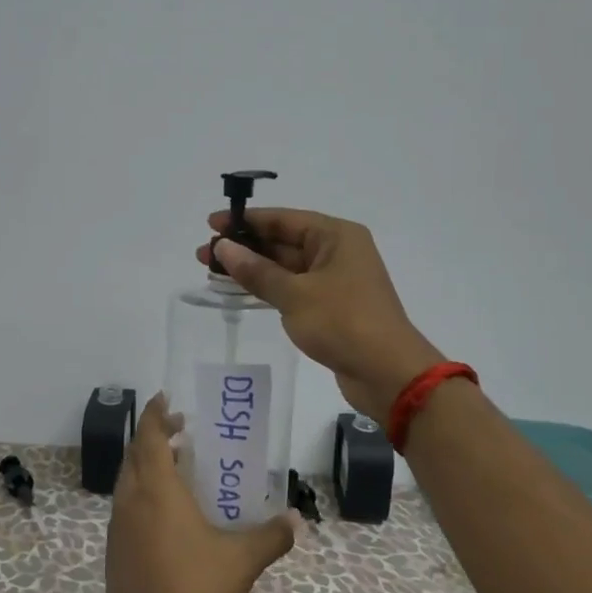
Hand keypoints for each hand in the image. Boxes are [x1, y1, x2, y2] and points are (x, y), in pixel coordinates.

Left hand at [105, 395, 296, 592]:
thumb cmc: (197, 591)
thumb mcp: (242, 561)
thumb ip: (271, 536)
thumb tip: (294, 519)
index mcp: (157, 492)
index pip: (149, 438)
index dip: (156, 415)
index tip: (167, 400)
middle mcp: (130, 502)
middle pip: (135, 455)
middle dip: (154, 437)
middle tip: (181, 433)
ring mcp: (116, 527)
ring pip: (127, 482)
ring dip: (146, 466)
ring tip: (176, 468)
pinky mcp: (113, 551)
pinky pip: (125, 507)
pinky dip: (141, 494)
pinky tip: (165, 514)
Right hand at [197, 208, 443, 417]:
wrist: (387, 373)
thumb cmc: (343, 323)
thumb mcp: (294, 295)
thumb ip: (256, 271)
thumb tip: (223, 247)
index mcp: (335, 236)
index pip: (283, 219)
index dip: (245, 221)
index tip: (211, 224)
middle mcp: (338, 252)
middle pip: (283, 241)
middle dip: (244, 247)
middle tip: (204, 254)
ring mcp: (336, 280)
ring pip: (286, 267)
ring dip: (252, 269)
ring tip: (213, 272)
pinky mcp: (332, 307)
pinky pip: (293, 288)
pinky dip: (268, 288)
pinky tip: (241, 291)